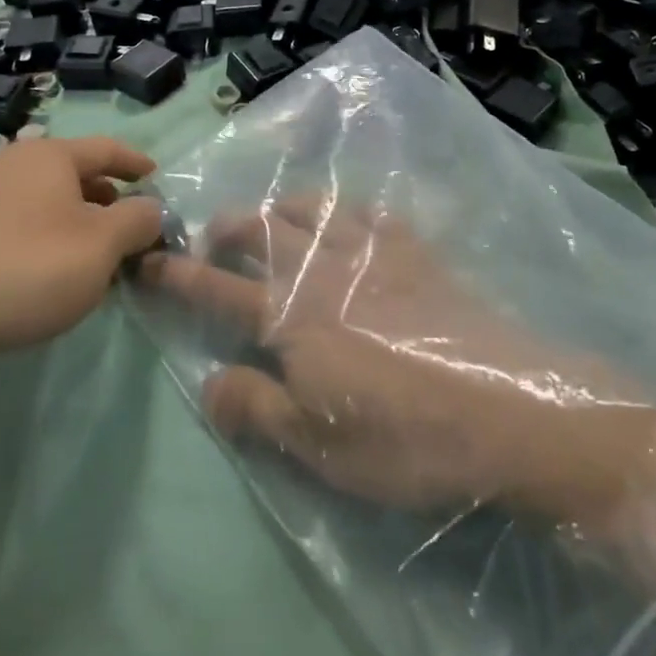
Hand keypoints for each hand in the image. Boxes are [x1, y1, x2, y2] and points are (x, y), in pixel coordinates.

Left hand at [0, 136, 163, 374]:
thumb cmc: (28, 267)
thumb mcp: (103, 245)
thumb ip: (138, 221)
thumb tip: (151, 209)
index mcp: (47, 156)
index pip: (105, 148)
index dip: (135, 162)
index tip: (155, 177)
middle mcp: (7, 165)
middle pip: (70, 174)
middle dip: (104, 197)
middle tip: (127, 226)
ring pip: (39, 203)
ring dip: (71, 222)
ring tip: (88, 256)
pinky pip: (11, 227)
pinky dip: (38, 240)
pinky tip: (41, 275)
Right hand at [141, 198, 655, 584]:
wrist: (508, 410)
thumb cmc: (405, 441)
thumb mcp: (318, 447)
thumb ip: (256, 408)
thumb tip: (206, 384)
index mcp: (295, 318)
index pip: (218, 290)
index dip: (177, 275)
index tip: (147, 259)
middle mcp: (327, 272)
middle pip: (264, 232)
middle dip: (229, 227)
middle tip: (212, 237)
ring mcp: (375, 255)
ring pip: (314, 209)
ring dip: (281, 208)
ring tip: (271, 218)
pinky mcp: (418, 254)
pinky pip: (373, 213)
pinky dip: (348, 208)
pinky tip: (348, 218)